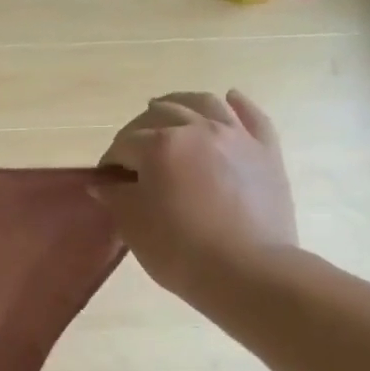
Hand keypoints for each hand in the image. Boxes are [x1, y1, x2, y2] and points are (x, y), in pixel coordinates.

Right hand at [95, 90, 297, 307]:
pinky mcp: (266, 151)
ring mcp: (236, 136)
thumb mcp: (133, 225)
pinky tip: (229, 99)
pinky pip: (252, 116)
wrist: (248, 272)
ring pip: (204, 103)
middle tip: (132, 152)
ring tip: (168, 109)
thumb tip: (103, 183)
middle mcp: (198, 129)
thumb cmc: (180, 250)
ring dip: (180, 103)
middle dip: (139, 129)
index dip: (110, 161)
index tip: (106, 180)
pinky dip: (237, 104)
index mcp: (160, 146)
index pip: (124, 144)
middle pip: (161, 114)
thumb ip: (115, 197)